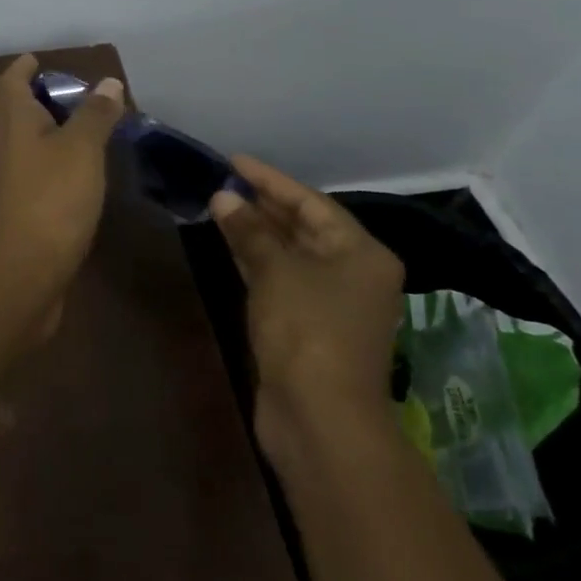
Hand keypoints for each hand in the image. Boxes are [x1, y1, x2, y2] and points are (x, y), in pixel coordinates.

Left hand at [0, 55, 123, 343]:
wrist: (25, 269)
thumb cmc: (53, 197)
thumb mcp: (82, 149)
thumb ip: (95, 114)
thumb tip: (108, 82)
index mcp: (10, 120)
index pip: (9, 82)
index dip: (21, 68)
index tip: (35, 60)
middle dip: (5, 91)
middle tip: (34, 87)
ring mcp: (1, 176)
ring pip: (0, 136)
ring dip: (18, 122)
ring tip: (54, 120)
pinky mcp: (11, 203)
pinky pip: (15, 164)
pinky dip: (31, 152)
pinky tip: (60, 161)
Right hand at [210, 156, 403, 458]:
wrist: (320, 420)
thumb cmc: (307, 331)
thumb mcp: (275, 271)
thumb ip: (249, 230)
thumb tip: (223, 196)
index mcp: (361, 253)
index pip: (312, 203)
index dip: (271, 180)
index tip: (234, 161)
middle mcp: (353, 273)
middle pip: (304, 227)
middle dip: (263, 205)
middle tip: (223, 182)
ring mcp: (332, 303)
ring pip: (290, 254)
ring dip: (257, 232)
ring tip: (219, 206)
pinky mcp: (308, 328)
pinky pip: (281, 279)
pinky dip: (256, 261)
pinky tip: (229, 244)